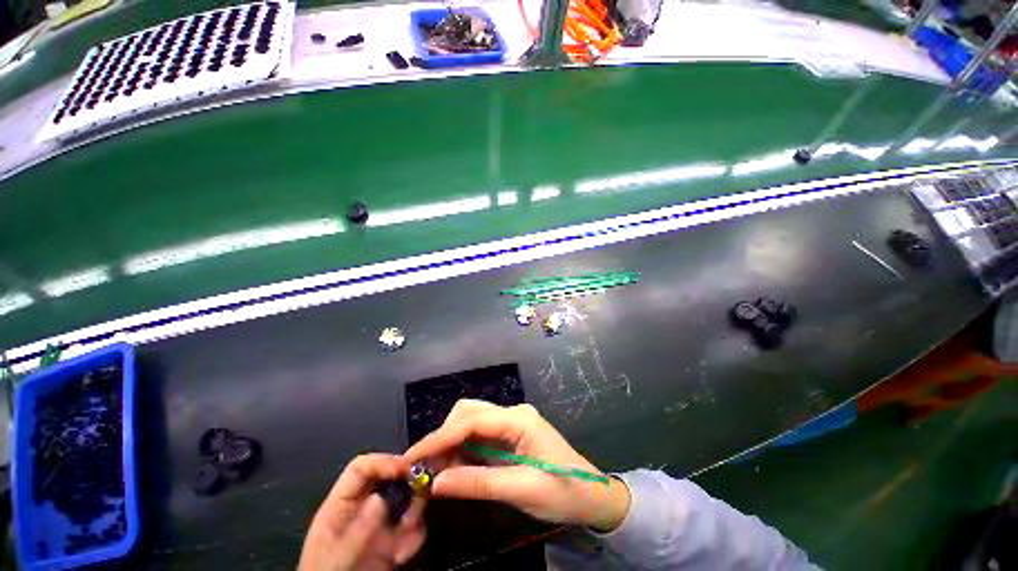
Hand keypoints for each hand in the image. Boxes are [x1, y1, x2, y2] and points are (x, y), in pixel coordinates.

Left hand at [299, 454, 425, 570]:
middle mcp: (362, 508)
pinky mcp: (390, 540)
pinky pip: (411, 526)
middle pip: (389, 478)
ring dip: (414, 514)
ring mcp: (377, 523)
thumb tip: (380, 498)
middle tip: (421, 497)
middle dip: (407, 486)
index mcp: (340, 505)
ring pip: (405, 499)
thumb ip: (357, 530)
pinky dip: (414, 537)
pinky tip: (404, 555)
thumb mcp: (336, 559)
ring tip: (406, 540)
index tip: (407, 469)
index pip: (362, 467)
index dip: (384, 462)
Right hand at [404, 400, 629, 531]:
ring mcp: (512, 423)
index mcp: (519, 419)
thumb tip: (435, 482)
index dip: (440, 437)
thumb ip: (478, 483)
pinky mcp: (511, 435)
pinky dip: (464, 450)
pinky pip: (481, 436)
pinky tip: (455, 468)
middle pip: (469, 413)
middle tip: (426, 468)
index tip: (413, 457)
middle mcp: (513, 413)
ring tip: (436, 472)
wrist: (592, 495)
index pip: (472, 420)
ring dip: (452, 443)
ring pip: (472, 423)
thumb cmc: (563, 491)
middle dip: (444, 436)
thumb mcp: (521, 490)